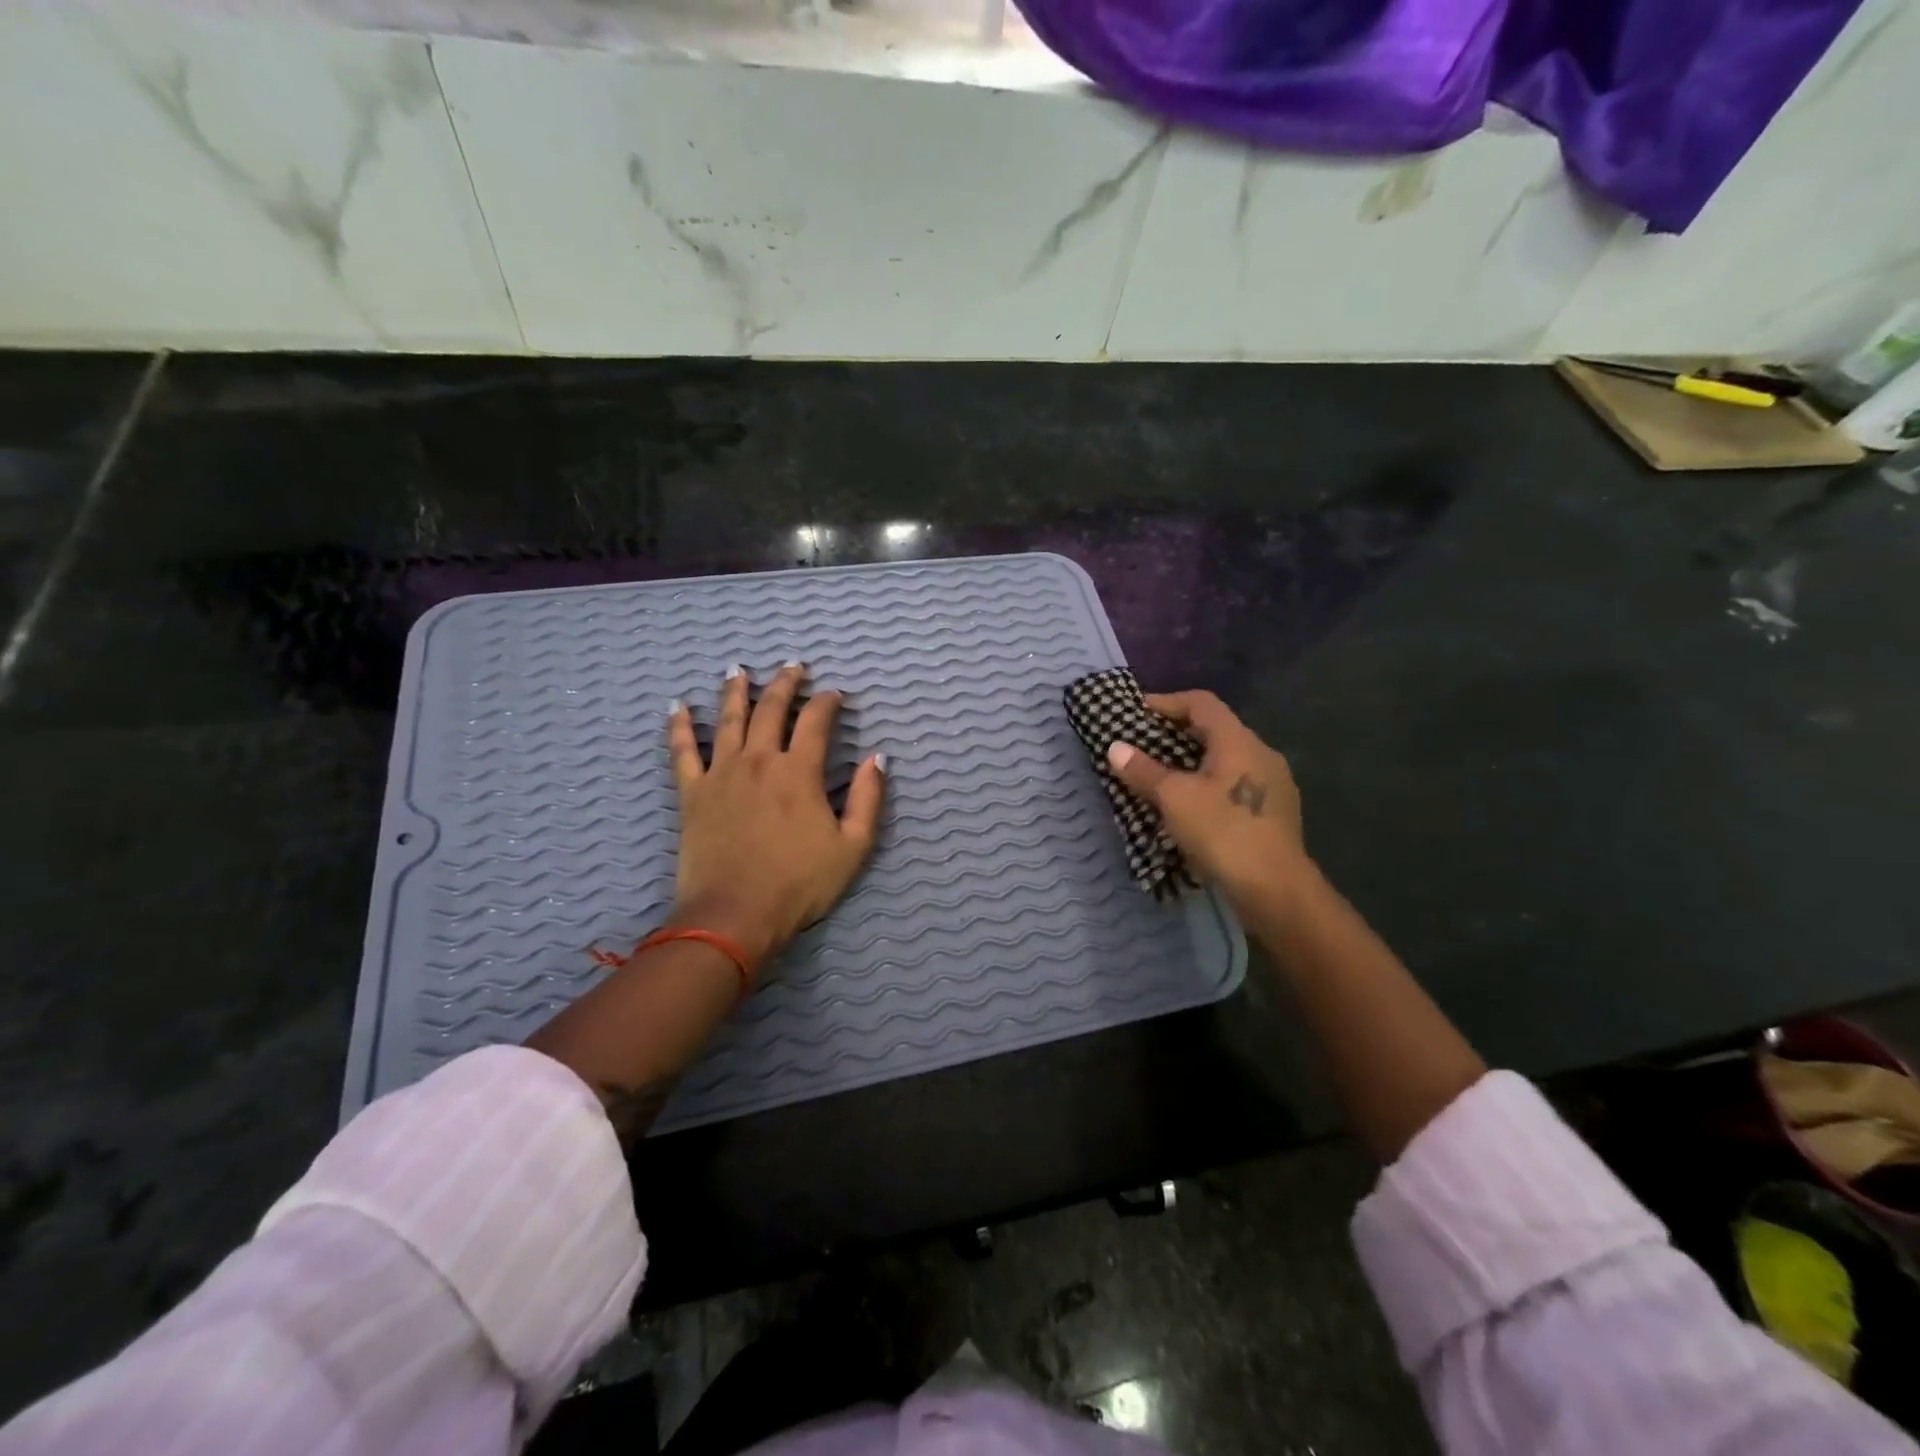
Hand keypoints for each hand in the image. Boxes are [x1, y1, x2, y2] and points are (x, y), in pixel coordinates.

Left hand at [666, 663, 884, 972]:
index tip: (835, 695)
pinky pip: (683, 752)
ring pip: (728, 720)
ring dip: (735, 692)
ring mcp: (722, 774)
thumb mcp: (853, 846)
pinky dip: (679, 728)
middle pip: (771, 710)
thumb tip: (877, 758)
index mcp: (799, 772)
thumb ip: (868, 798)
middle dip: (785, 684)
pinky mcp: (692, 793)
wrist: (734, 915)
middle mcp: (760, 761)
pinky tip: (678, 707)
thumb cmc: (799, 884)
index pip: (816, 722)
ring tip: (738, 670)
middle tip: (793, 667)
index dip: (827, 703)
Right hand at [1105, 690, 1308, 917]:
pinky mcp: (1274, 811)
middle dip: (1176, 734)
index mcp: (1239, 740)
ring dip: (1192, 762)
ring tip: (1161, 777)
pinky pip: (1234, 783)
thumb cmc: (1223, 832)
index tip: (1136, 713)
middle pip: (1214, 729)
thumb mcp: (1174, 798)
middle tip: (1143, 745)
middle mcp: (1261, 753)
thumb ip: (1143, 770)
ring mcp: (1273, 783)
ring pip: (1225, 759)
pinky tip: (1190, 806)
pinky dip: (1208, 784)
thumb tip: (1115, 747)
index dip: (1166, 702)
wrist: (1275, 889)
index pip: (1201, 703)